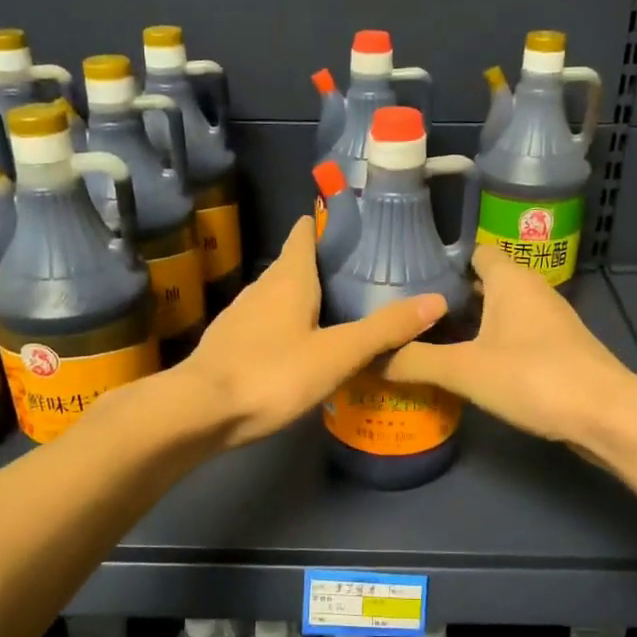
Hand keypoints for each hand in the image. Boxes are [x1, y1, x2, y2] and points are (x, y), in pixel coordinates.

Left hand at [178, 216, 446, 448]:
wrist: (199, 412)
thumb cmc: (272, 373)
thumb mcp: (338, 353)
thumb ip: (384, 329)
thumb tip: (437, 300)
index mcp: (289, 277)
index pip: (305, 233)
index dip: (327, 224)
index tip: (356, 227)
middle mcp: (262, 287)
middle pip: (294, 263)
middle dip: (324, 264)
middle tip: (363, 275)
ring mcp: (240, 314)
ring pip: (278, 294)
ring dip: (305, 296)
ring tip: (338, 309)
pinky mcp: (228, 342)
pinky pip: (265, 322)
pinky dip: (287, 324)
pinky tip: (301, 346)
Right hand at [384, 245, 636, 447]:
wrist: (606, 415)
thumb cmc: (534, 377)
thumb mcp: (465, 370)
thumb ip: (416, 361)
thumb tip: (371, 358)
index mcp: (510, 279)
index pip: (473, 251)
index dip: (442, 260)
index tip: (407, 276)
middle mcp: (532, 290)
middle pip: (484, 282)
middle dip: (449, 295)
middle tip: (408, 314)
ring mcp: (549, 320)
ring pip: (500, 310)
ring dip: (470, 322)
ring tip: (429, 338)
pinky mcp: (558, 349)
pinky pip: (514, 334)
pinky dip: (491, 343)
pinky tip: (468, 365)